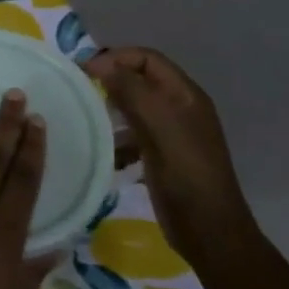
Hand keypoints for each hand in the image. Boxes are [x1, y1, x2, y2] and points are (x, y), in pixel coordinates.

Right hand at [83, 47, 257, 265]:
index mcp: (185, 95)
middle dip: (110, 81)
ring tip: (85, 120)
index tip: (84, 72)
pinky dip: (116, 138)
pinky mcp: (161, 157)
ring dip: (110, 110)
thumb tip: (102, 66)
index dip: (116, 58)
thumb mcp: (159, 126)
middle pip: (140, 80)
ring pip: (134, 108)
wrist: (209, 230)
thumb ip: (132, 91)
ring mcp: (171, 134)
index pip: (147, 59)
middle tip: (79, 92)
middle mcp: (179, 108)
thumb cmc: (186, 173)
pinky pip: (133, 135)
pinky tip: (102, 151)